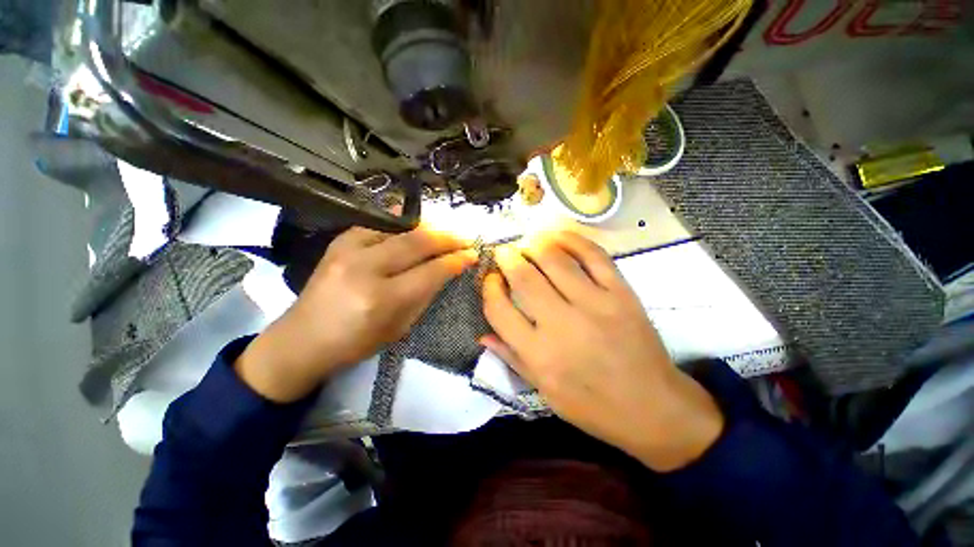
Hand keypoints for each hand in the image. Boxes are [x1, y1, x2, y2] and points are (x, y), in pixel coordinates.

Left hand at [236, 226, 476, 402]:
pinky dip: (399, 223)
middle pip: (417, 243)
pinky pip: (377, 225)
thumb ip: (424, 295)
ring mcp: (348, 251)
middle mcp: (365, 269)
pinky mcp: (338, 242)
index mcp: (382, 299)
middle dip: (447, 238)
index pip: (430, 271)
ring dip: (427, 229)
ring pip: (399, 229)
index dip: (455, 260)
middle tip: (464, 238)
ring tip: (444, 232)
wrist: (302, 339)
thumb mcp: (400, 327)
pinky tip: (413, 223)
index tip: (472, 254)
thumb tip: (445, 270)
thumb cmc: (356, 342)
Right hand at [481, 231, 723, 470]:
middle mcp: (562, 325)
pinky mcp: (621, 293)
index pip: (498, 310)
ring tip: (526, 241)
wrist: (652, 407)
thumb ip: (512, 358)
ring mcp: (595, 304)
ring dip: (534, 244)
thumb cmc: (592, 406)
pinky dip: (571, 239)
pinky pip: (593, 255)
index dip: (489, 288)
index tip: (490, 279)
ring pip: (554, 260)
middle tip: (504, 251)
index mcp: (538, 354)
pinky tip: (556, 236)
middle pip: (524, 278)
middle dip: (507, 257)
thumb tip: (482, 334)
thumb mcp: (544, 392)